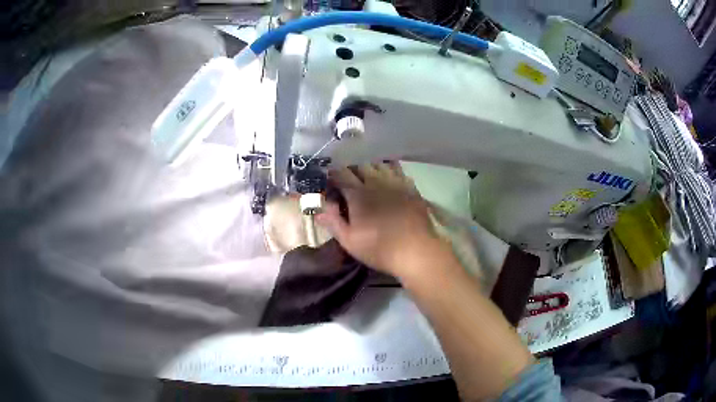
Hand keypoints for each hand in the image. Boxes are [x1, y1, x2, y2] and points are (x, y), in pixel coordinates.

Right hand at [316, 162, 446, 276]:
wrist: (416, 251)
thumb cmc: (379, 248)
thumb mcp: (350, 241)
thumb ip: (333, 222)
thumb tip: (318, 208)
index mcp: (358, 194)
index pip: (340, 174)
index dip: (332, 174)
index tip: (327, 177)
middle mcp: (376, 181)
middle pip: (359, 164)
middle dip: (350, 167)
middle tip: (346, 175)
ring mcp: (396, 182)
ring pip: (379, 163)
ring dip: (369, 165)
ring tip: (365, 170)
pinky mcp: (410, 187)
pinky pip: (397, 169)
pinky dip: (388, 167)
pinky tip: (387, 171)